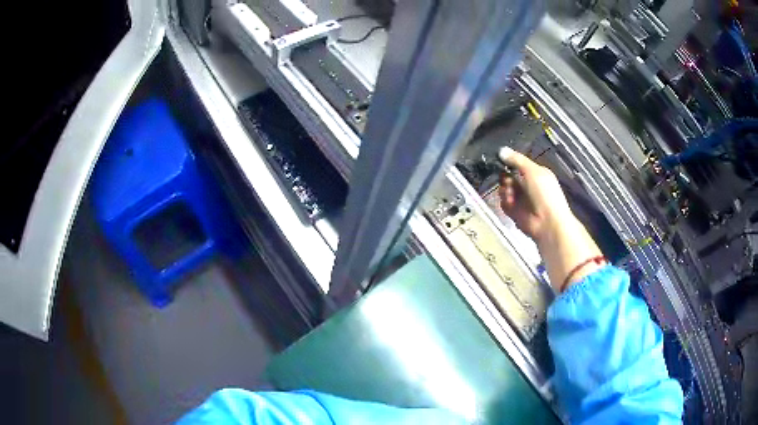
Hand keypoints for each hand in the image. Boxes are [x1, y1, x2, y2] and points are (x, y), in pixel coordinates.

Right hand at [498, 147, 603, 291]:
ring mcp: (521, 199)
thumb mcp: (533, 171)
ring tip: (510, 194)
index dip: (509, 163)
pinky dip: (505, 202)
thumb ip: (517, 160)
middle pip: (508, 176)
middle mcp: (527, 185)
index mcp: (535, 174)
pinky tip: (510, 203)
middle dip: (505, 177)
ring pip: (504, 189)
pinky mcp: (514, 212)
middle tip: (508, 180)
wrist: (547, 223)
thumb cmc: (546, 194)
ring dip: (505, 190)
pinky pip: (503, 203)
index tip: (501, 161)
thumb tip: (502, 150)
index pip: (518, 164)